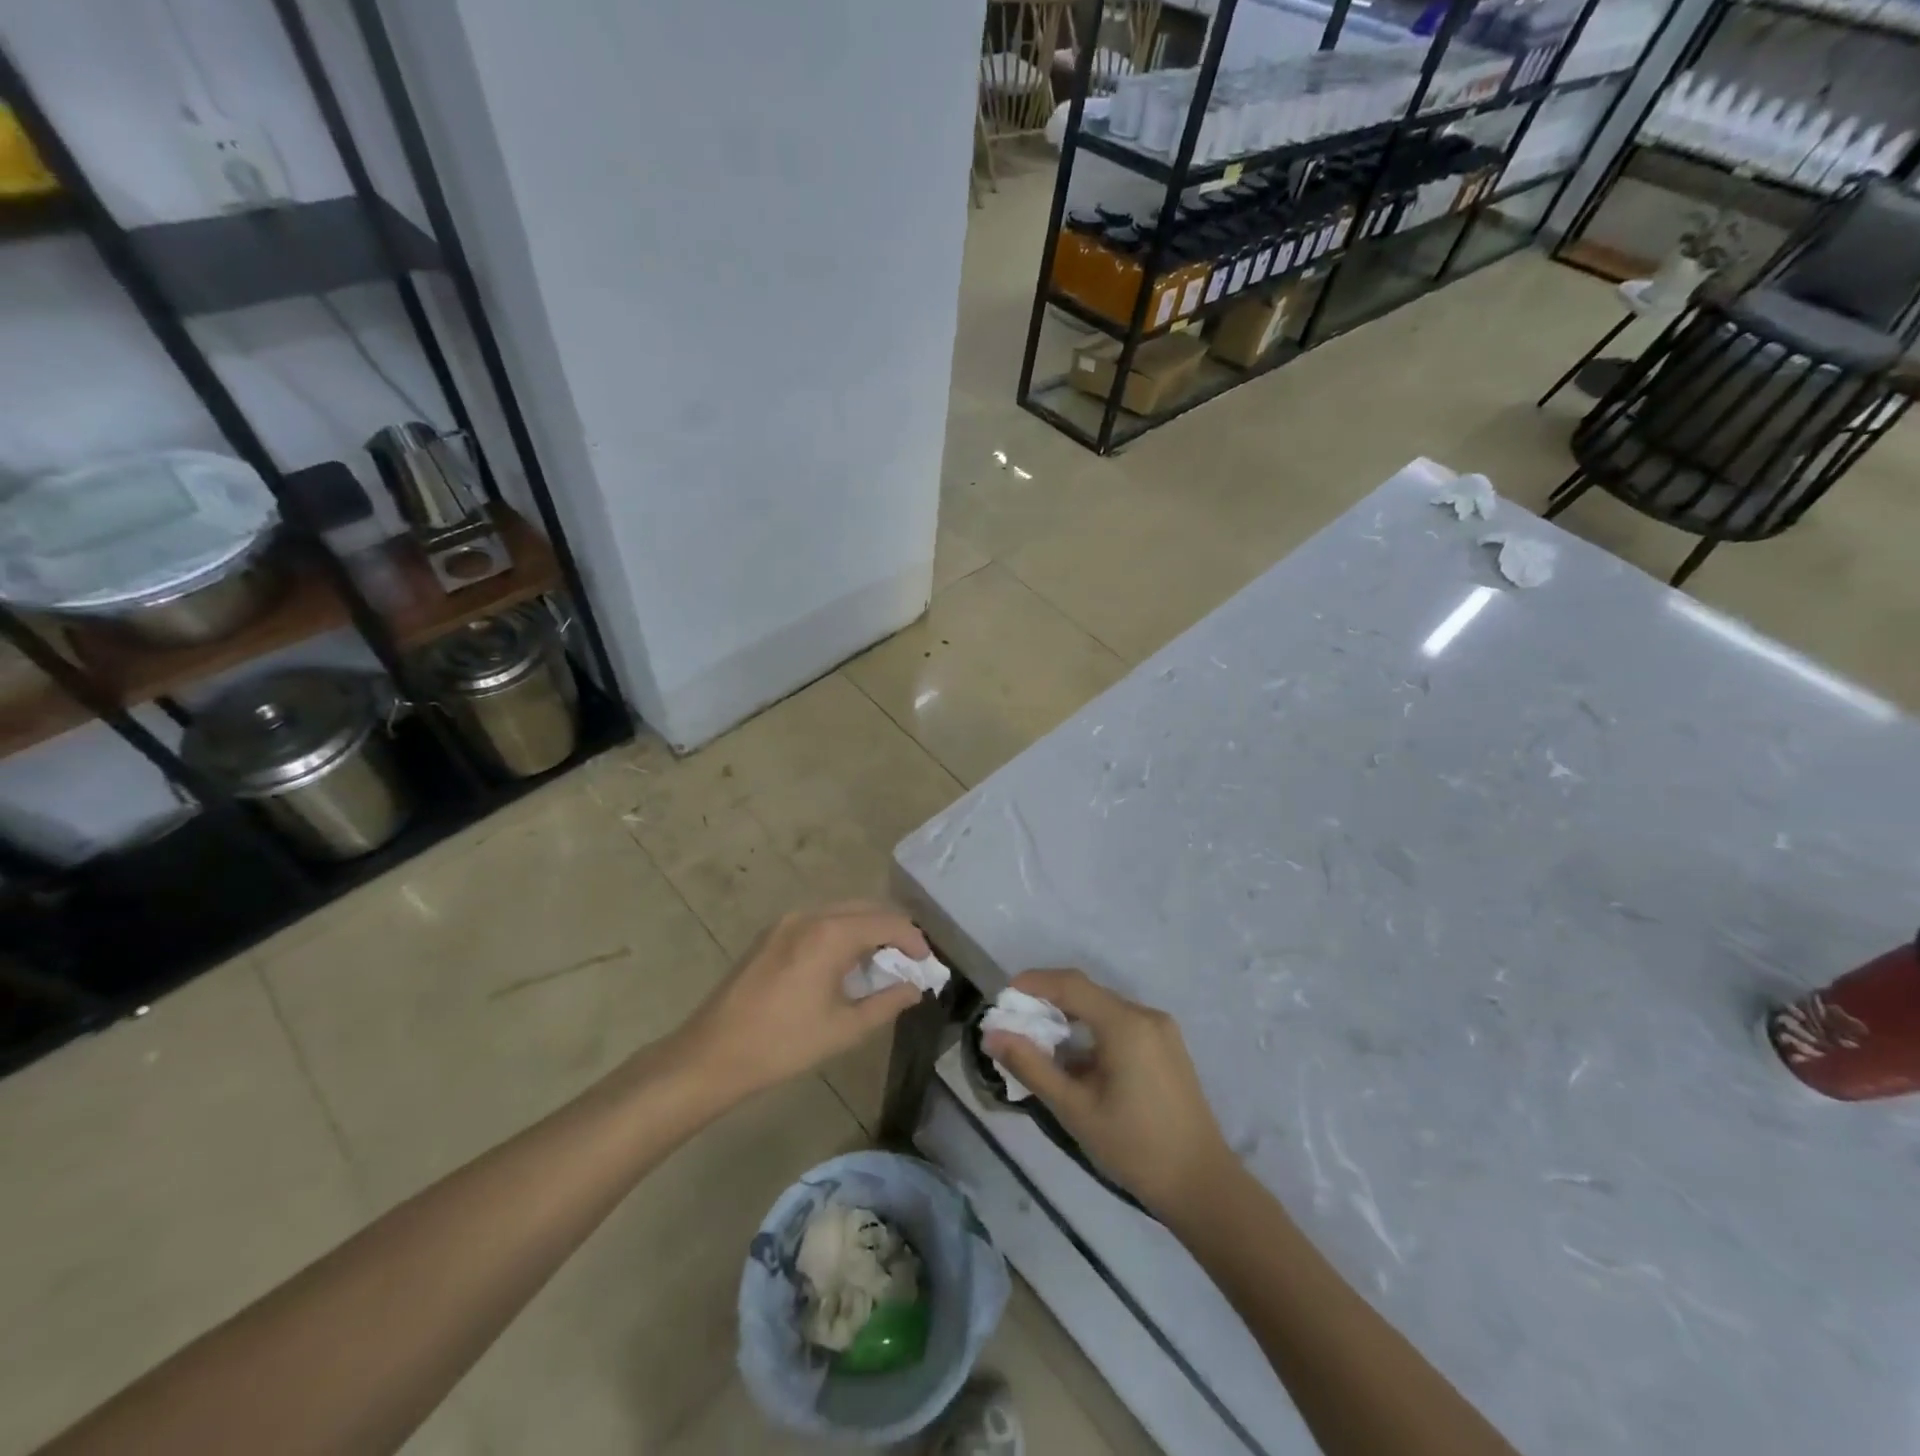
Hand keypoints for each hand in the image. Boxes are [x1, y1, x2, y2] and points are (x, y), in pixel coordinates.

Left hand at [673, 903, 930, 1100]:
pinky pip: (819, 920)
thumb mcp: (844, 1029)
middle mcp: (810, 915)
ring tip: (881, 963)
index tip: (928, 964)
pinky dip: (841, 932)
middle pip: (866, 908)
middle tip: (910, 961)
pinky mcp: (771, 933)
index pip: (888, 922)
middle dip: (893, 930)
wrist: (712, 1054)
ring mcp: (786, 921)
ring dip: (867, 930)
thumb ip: (887, 1003)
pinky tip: (844, 964)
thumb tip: (915, 988)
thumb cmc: (783, 1044)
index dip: (914, 940)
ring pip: (841, 911)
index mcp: (831, 933)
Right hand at [984, 968, 1235, 1220]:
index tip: (1002, 998)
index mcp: (1126, 1024)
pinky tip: (1075, 1062)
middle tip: (1014, 1024)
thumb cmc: (1135, 1147)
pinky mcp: (1166, 1047)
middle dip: (1048, 1003)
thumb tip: (992, 1035)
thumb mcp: (1075, 1109)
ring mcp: (1160, 1030)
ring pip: (1103, 1010)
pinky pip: (1121, 1025)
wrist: (1202, 1186)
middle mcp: (1145, 1015)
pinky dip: (1092, 1033)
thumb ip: (1031, 1067)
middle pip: (1087, 994)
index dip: (1033, 983)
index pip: (1071, 984)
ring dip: (1069, 1020)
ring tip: (1039, 1046)